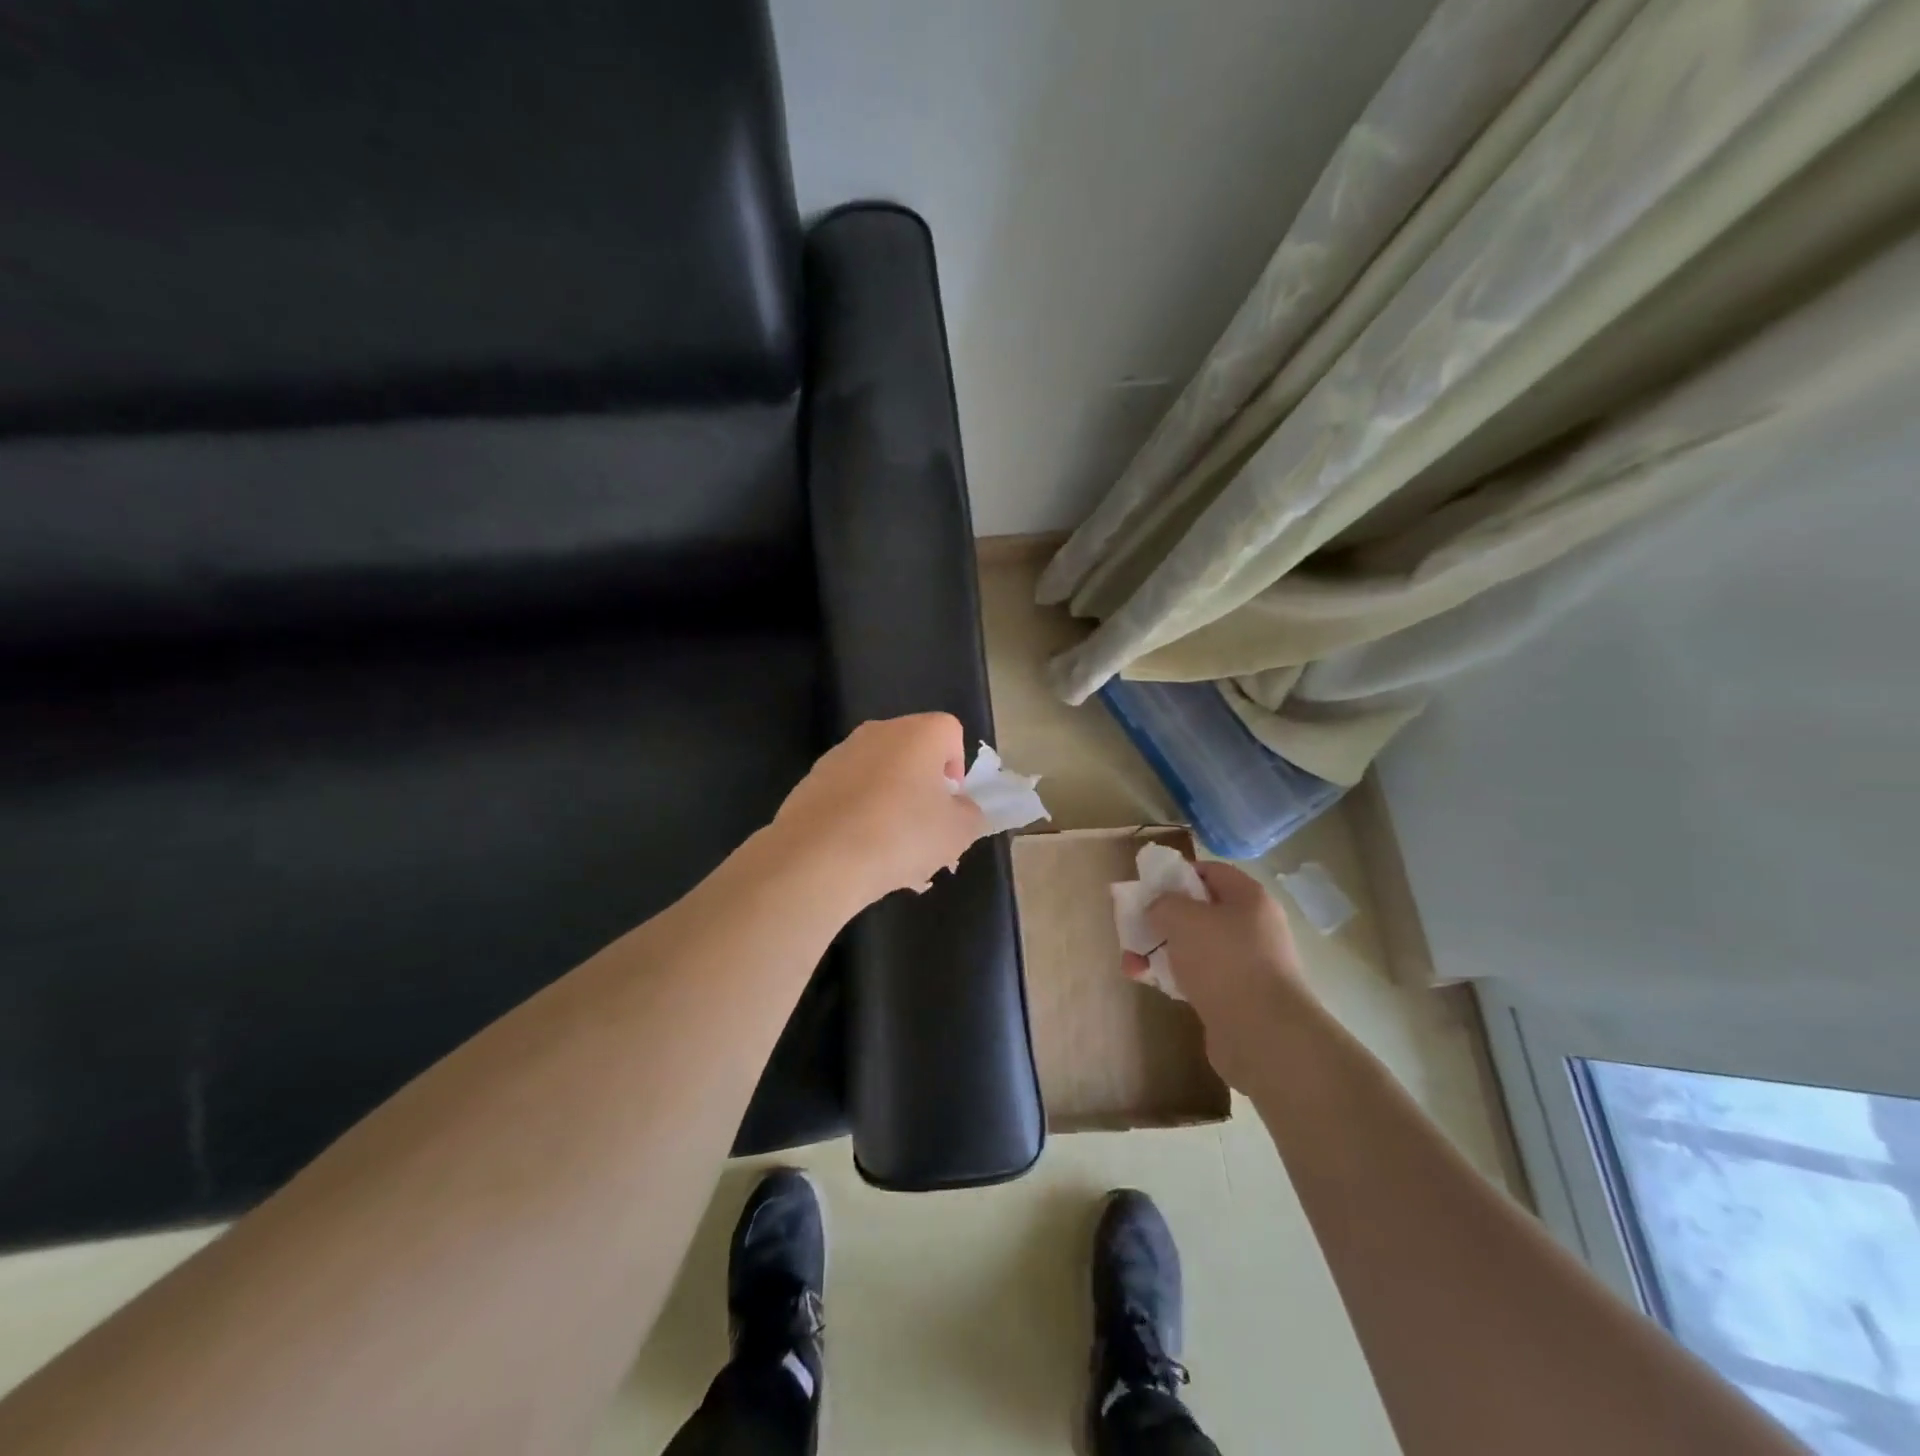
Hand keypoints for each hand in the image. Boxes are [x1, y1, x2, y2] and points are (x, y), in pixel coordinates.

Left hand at [771, 714, 984, 905]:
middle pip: (912, 756)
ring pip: (880, 780)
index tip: (951, 803)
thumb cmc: (902, 835)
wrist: (819, 857)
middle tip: (927, 835)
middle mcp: (878, 733)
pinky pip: (850, 797)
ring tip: (895, 860)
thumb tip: (959, 807)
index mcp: (919, 733)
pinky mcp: (811, 782)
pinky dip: (860, 819)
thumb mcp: (958, 832)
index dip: (957, 767)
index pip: (950, 732)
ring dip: (892, 810)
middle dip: (923, 793)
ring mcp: (840, 755)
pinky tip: (862, 858)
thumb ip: (969, 813)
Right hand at [1129, 861, 1307, 1088]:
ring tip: (1130, 965)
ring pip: (1195, 947)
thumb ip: (1162, 903)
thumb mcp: (1182, 917)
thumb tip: (1159, 910)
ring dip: (1160, 951)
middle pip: (1199, 912)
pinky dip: (1174, 978)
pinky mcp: (1238, 998)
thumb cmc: (1224, 961)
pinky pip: (1200, 977)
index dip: (1177, 874)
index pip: (1210, 871)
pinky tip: (1151, 985)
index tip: (1148, 889)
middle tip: (1133, 930)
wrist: (1263, 1035)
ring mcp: (1247, 964)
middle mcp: (1253, 927)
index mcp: (1249, 898)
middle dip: (1161, 920)